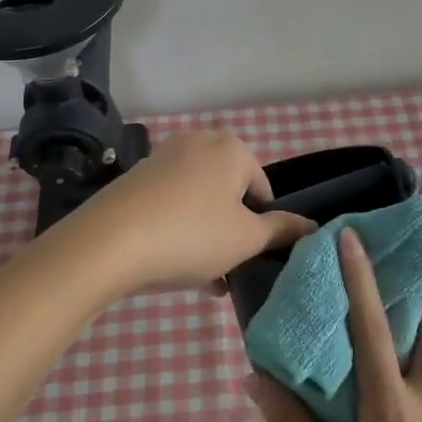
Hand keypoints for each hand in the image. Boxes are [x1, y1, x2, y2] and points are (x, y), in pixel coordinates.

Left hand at [66, 131, 314, 294]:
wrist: (108, 243)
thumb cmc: (191, 235)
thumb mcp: (246, 239)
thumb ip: (282, 230)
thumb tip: (312, 225)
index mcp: (232, 149)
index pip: (263, 189)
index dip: (262, 226)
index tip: (250, 257)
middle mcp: (198, 143)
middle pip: (229, 194)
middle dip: (232, 232)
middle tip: (227, 269)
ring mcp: (162, 158)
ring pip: (199, 202)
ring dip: (206, 237)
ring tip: (202, 278)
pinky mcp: (135, 179)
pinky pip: (170, 205)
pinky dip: (177, 230)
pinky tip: (172, 266)